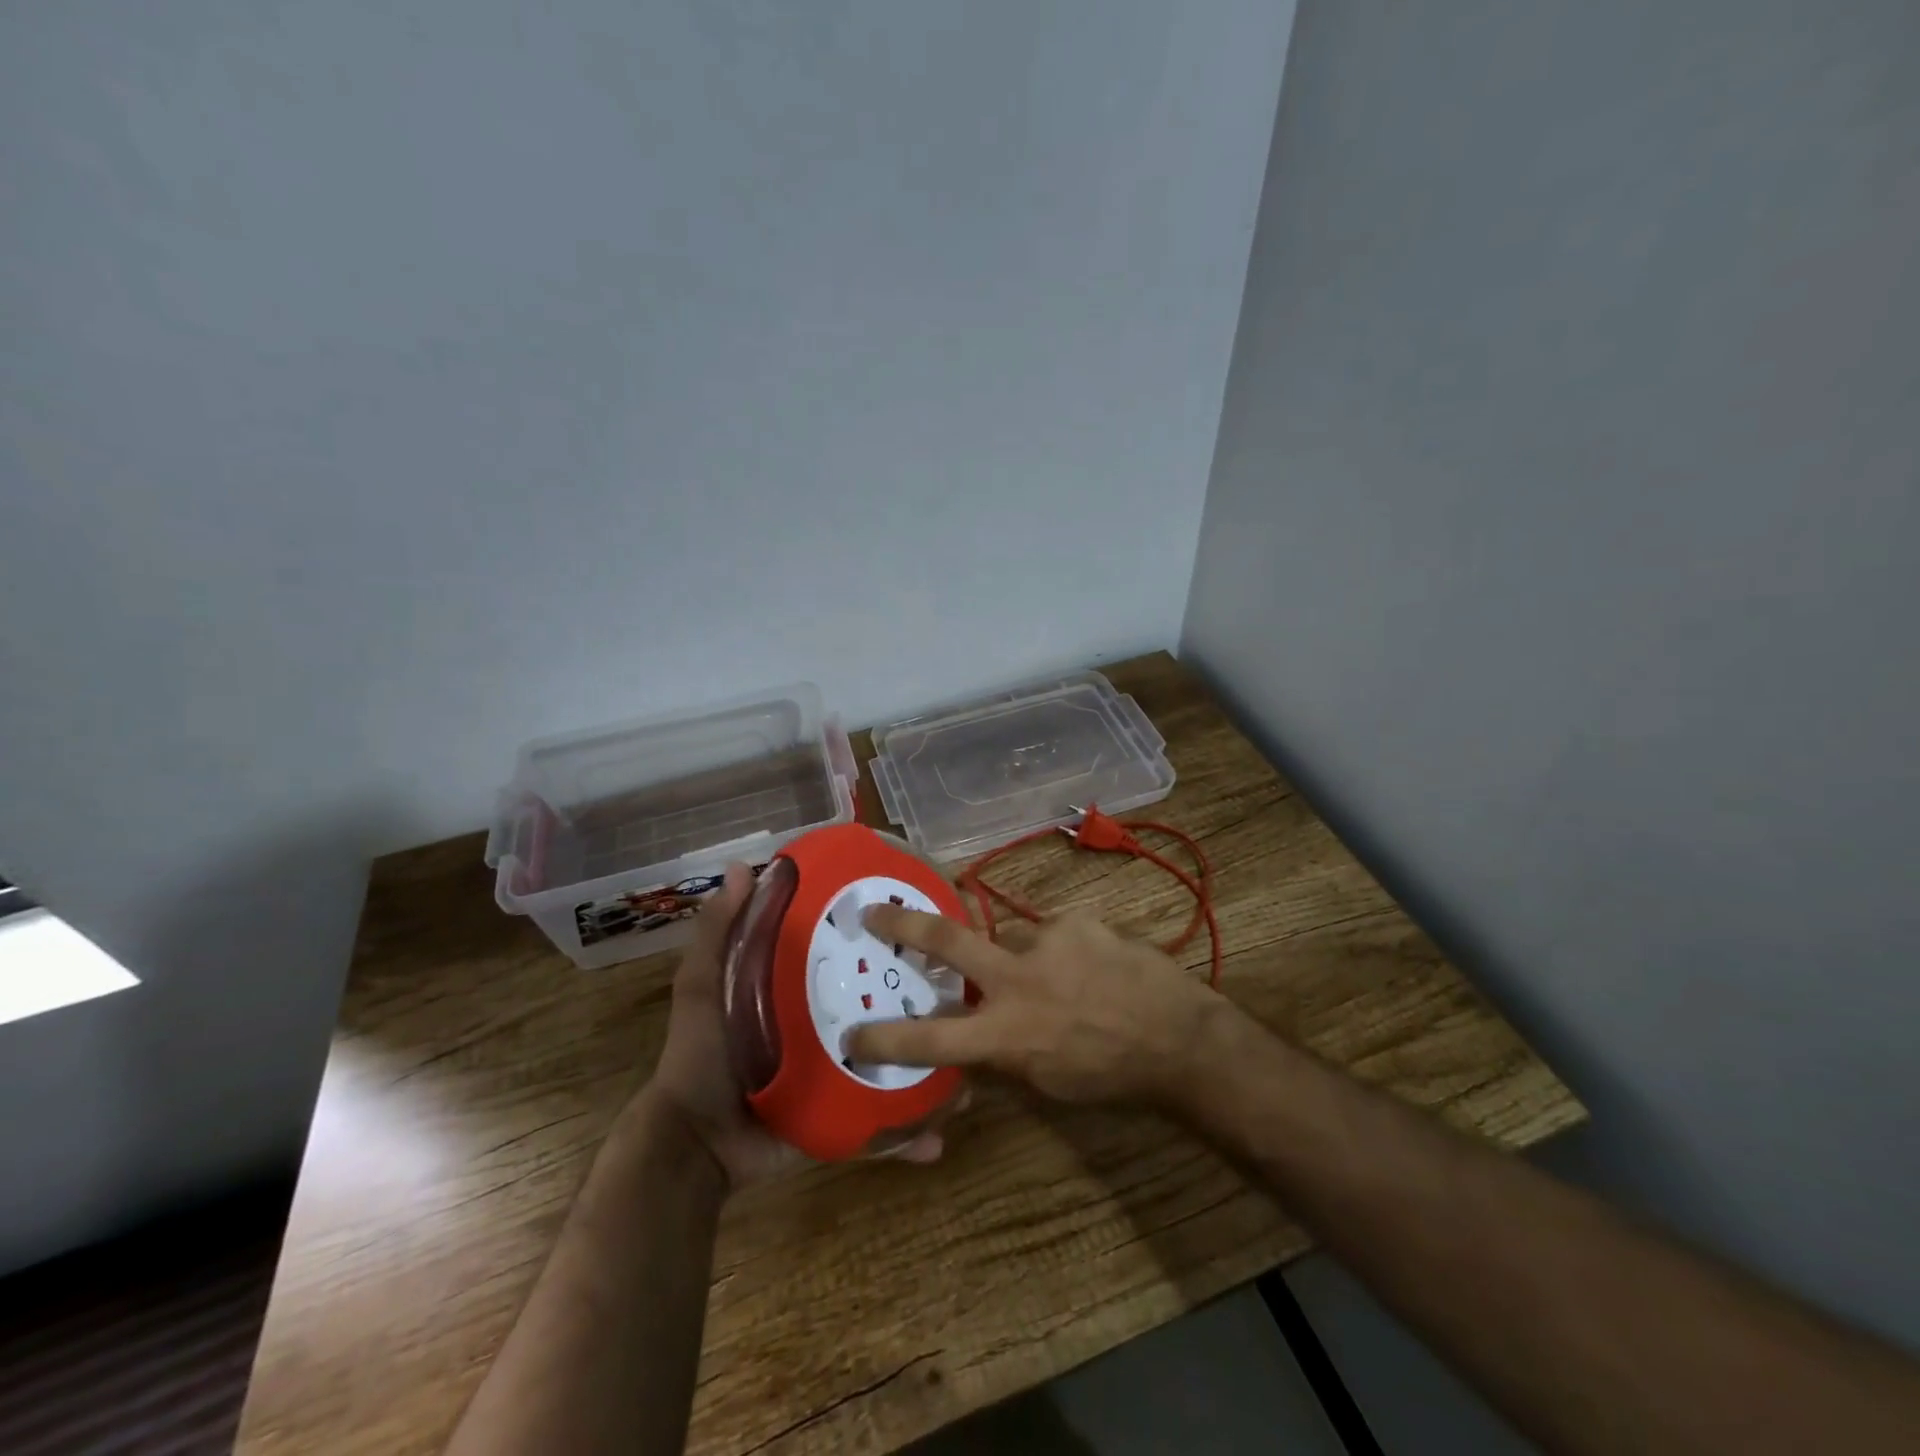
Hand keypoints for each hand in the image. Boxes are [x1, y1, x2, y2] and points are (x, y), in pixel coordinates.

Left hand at [644, 863, 947, 1187]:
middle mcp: (826, 1024)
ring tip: (970, 1065)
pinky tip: (940, 1136)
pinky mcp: (841, 1113)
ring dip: (929, 1065)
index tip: (914, 915)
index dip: (876, 936)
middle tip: (962, 989)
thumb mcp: (703, 987)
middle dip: (919, 1001)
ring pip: (893, 1061)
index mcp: (798, 988)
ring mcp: (838, 1071)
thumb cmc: (700, 1057)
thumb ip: (718, 933)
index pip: (846, 953)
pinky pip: (880, 1118)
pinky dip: (910, 1133)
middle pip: (878, 1005)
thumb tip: (741, 867)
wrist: (695, 1149)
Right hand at [846, 905, 1224, 1107]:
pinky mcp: (1076, 921)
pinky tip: (1092, 967)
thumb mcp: (1047, 1081)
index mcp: (1006, 1034)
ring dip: (1024, 957)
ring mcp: (1047, 942)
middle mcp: (1016, 980)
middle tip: (875, 912)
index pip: (930, 1038)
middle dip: (902, 925)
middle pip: (945, 943)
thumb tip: (973, 1037)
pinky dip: (1062, 950)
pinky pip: (1054, 933)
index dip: (886, 1038)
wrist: (1180, 1037)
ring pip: (1012, 939)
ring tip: (1064, 978)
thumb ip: (1003, 1053)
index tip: (852, 1034)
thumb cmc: (1111, 1074)